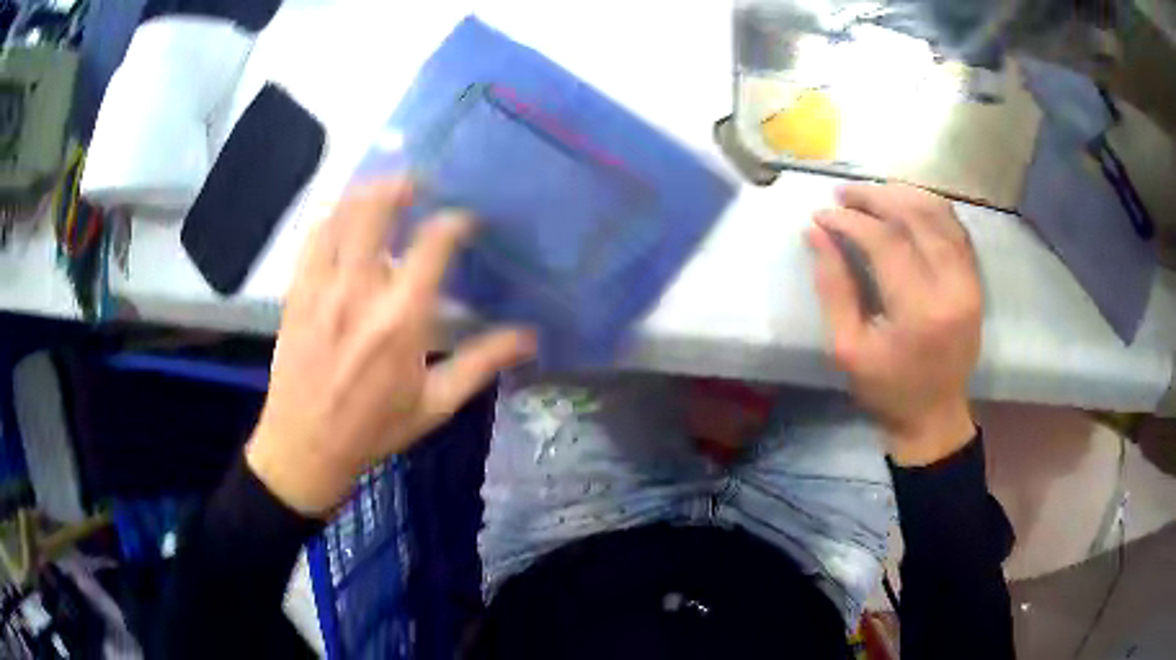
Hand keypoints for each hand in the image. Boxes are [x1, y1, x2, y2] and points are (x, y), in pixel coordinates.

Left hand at [246, 179, 535, 515]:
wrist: (305, 447)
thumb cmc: (374, 429)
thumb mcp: (435, 404)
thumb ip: (482, 363)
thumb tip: (531, 338)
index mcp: (401, 319)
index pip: (434, 244)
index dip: (456, 221)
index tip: (467, 220)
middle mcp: (360, 291)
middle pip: (378, 210)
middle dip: (402, 185)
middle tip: (420, 183)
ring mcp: (322, 287)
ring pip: (342, 215)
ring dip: (366, 193)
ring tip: (385, 190)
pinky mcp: (297, 292)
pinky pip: (313, 237)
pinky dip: (333, 217)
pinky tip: (344, 218)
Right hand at [808, 184, 981, 465]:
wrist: (933, 416)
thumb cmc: (886, 389)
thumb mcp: (847, 348)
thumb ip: (833, 287)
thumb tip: (816, 232)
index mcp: (920, 311)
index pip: (885, 242)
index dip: (851, 221)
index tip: (822, 214)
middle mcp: (952, 288)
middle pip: (916, 217)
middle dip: (876, 197)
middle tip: (844, 194)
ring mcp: (969, 282)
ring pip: (940, 214)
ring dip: (904, 195)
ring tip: (873, 193)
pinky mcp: (976, 282)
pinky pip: (956, 229)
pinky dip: (930, 208)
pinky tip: (907, 205)